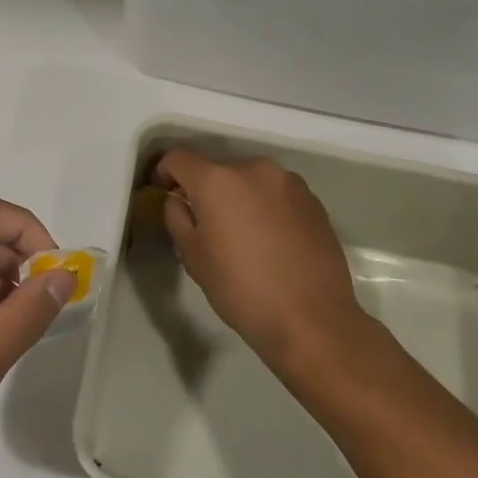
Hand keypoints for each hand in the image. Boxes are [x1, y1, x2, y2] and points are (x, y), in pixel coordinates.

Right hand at [154, 147, 367, 374]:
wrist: (312, 320)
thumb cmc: (242, 289)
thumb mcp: (193, 257)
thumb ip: (177, 217)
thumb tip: (179, 200)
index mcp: (218, 180)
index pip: (179, 158)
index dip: (164, 171)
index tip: (163, 191)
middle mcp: (254, 169)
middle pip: (218, 168)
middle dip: (205, 189)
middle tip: (204, 222)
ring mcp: (289, 182)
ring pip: (250, 180)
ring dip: (238, 197)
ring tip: (241, 234)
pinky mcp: (314, 201)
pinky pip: (277, 194)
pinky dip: (265, 207)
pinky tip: (270, 241)